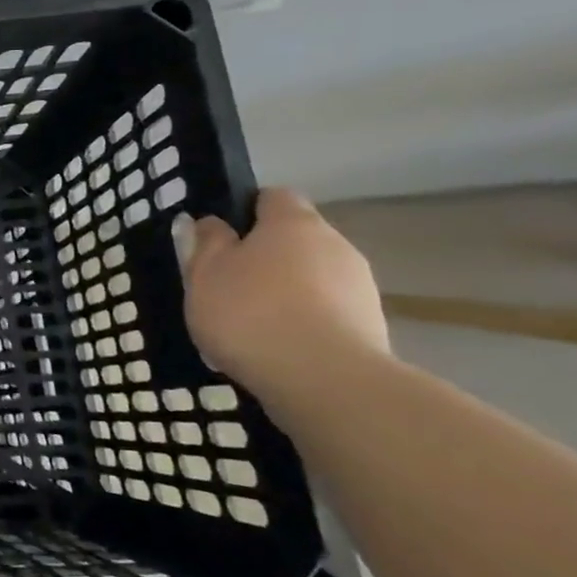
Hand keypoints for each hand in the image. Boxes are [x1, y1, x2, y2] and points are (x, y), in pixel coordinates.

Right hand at [183, 189, 389, 405]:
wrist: (324, 380)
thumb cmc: (250, 312)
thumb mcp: (205, 273)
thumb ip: (207, 242)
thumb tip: (213, 223)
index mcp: (293, 223)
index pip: (273, 196)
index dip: (246, 210)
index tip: (221, 237)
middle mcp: (335, 244)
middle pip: (296, 239)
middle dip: (265, 256)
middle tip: (228, 285)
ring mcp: (360, 286)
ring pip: (313, 277)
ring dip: (286, 291)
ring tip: (252, 325)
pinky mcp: (371, 326)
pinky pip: (327, 312)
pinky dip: (304, 322)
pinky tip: (278, 348)